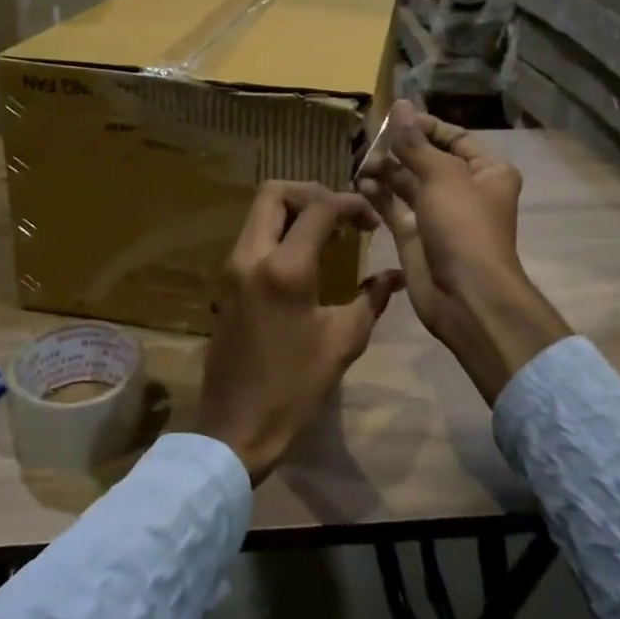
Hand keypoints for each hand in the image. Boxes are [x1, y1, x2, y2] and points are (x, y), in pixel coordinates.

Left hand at [198, 181, 403, 483]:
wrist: (236, 426)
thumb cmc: (294, 387)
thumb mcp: (343, 341)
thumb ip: (373, 298)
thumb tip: (395, 275)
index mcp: (284, 268)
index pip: (318, 208)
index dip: (350, 203)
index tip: (372, 222)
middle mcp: (250, 256)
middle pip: (274, 192)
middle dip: (312, 193)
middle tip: (342, 217)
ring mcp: (231, 268)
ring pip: (258, 213)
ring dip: (293, 212)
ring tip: (328, 236)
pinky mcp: (225, 283)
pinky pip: (252, 237)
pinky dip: (278, 232)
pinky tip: (305, 258)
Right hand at [359, 102, 569, 403]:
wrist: (465, 296)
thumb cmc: (463, 227)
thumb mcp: (441, 176)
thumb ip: (415, 143)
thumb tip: (400, 105)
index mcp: (487, 171)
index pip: (454, 137)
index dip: (424, 126)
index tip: (392, 118)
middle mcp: (464, 190)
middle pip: (427, 159)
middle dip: (399, 149)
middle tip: (367, 139)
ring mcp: (438, 215)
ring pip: (407, 184)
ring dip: (385, 171)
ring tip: (360, 161)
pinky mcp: (415, 237)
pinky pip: (394, 208)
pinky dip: (378, 195)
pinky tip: (359, 183)